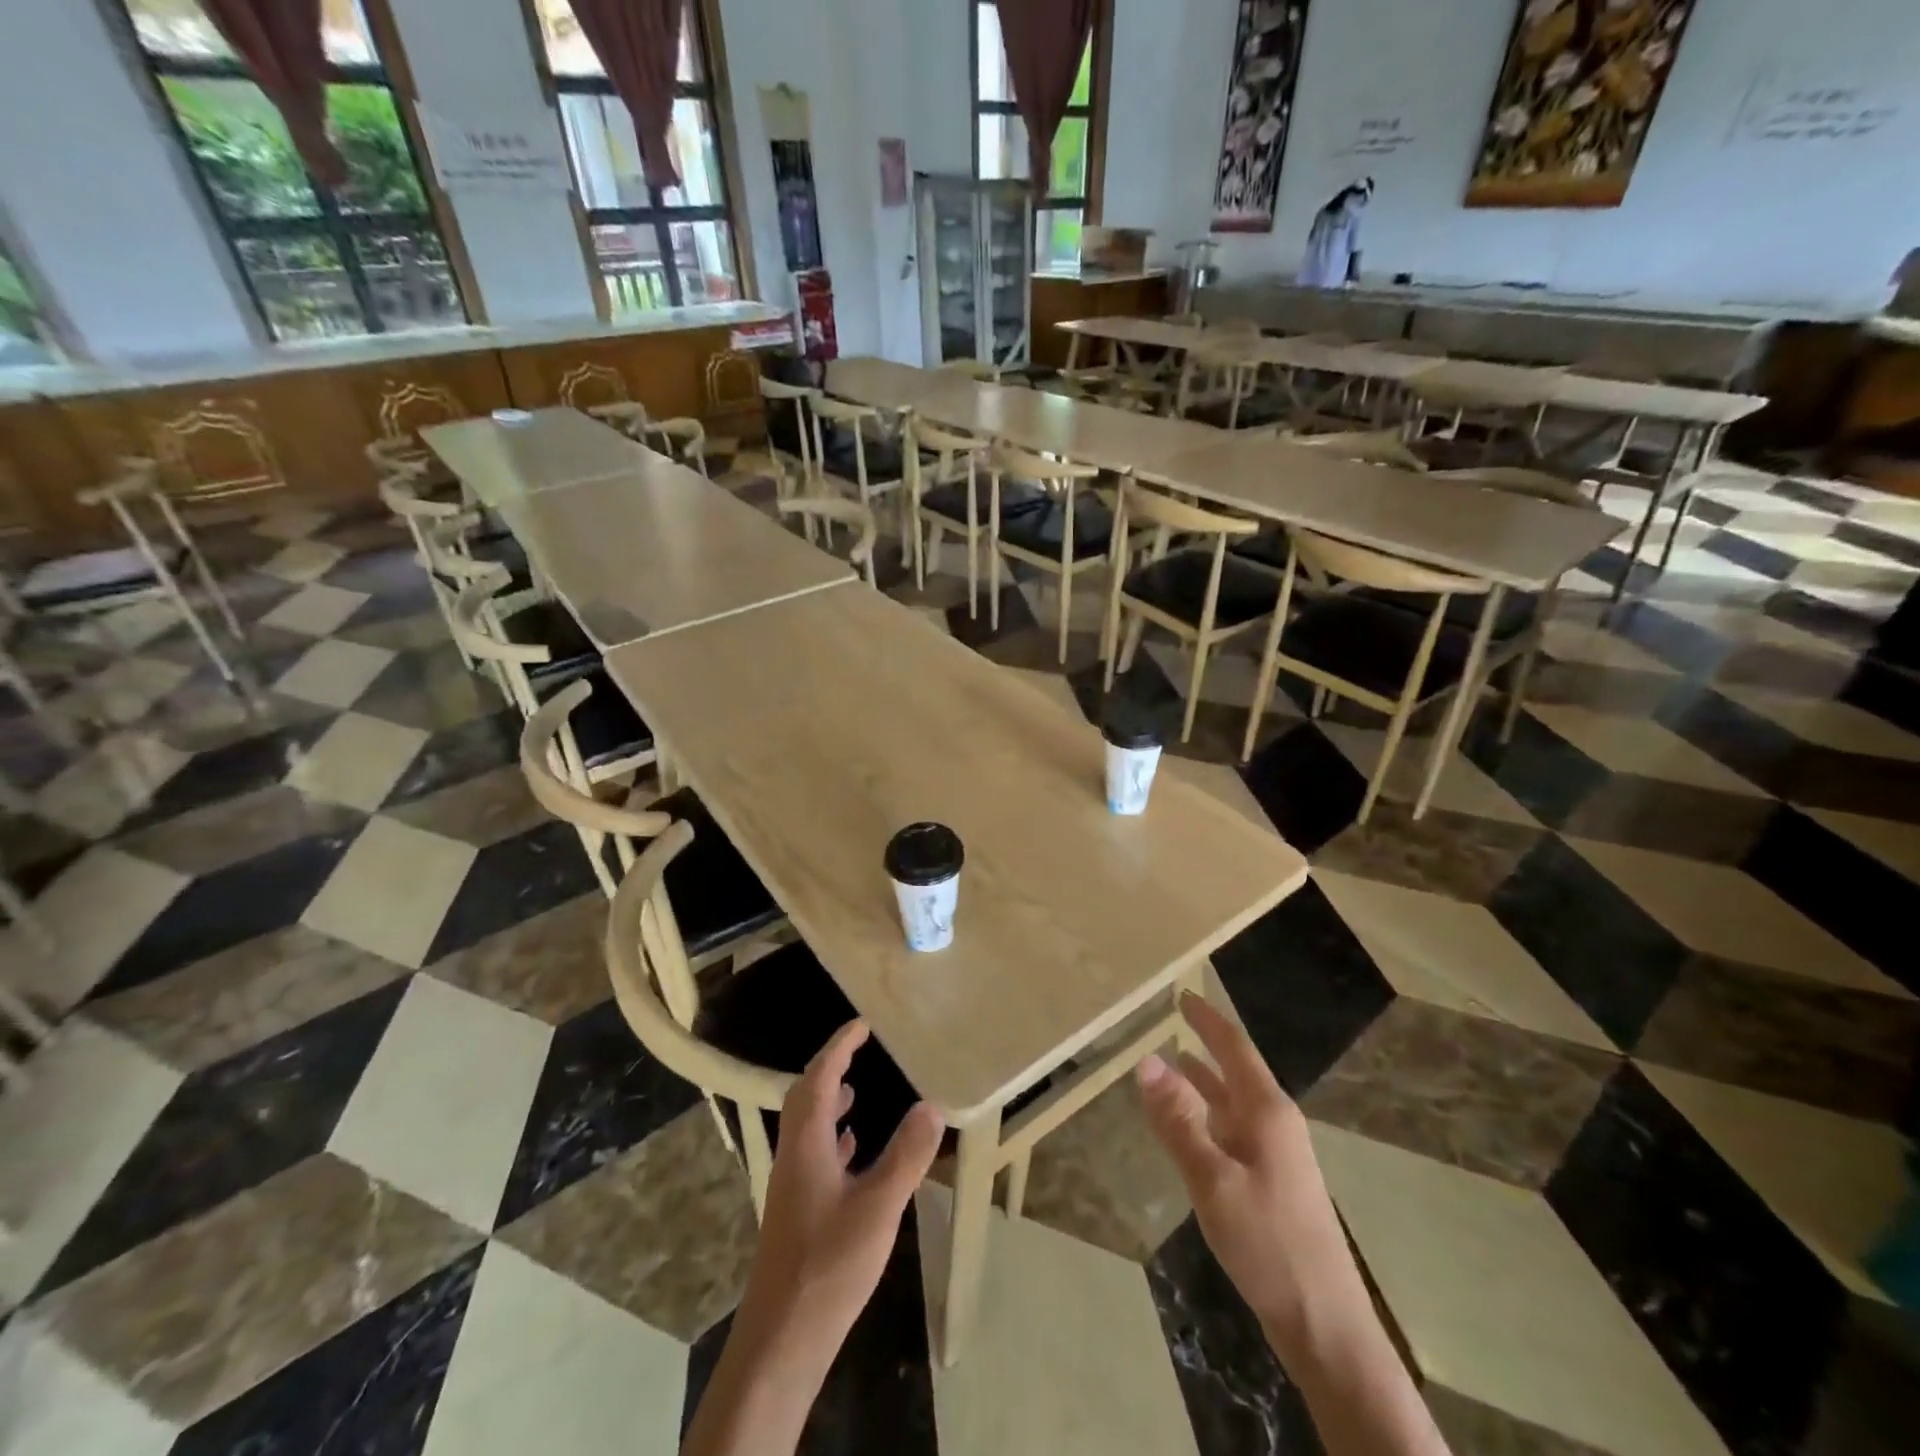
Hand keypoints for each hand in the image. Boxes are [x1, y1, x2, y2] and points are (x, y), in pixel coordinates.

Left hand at [743, 1020, 944, 1343]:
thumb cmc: (829, 1263)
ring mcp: (792, 1185)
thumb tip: (931, 1105)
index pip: (818, 1079)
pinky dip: (831, 1138)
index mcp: (807, 1144)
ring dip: (828, 1102)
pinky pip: (813, 1155)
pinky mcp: (797, 1211)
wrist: (782, 1337)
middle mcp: (793, 1155)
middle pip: (805, 1098)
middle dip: (830, 1069)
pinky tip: (851, 1151)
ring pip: (807, 1128)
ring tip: (856, 1093)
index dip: (838, 1047)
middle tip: (859, 1051)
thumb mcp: (879, 1206)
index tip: (861, 1024)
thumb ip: (906, 1155)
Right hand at [1136, 994, 1371, 1362]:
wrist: (1325, 1327)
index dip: (1208, 1019)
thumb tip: (1146, 1060)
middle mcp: (1275, 1124)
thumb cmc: (1269, 1244)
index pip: (1234, 1048)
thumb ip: (1179, 1120)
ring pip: (1233, 1103)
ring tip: (1174, 1062)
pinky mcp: (1272, 1184)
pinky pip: (1233, 1131)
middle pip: (1236, 1071)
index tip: (1183, 994)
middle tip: (1174, 1020)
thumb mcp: (1213, 1180)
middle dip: (1206, 1044)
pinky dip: (1208, 1116)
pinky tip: (1190, 1126)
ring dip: (1205, 1081)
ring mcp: (1277, 1156)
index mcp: (1268, 1112)